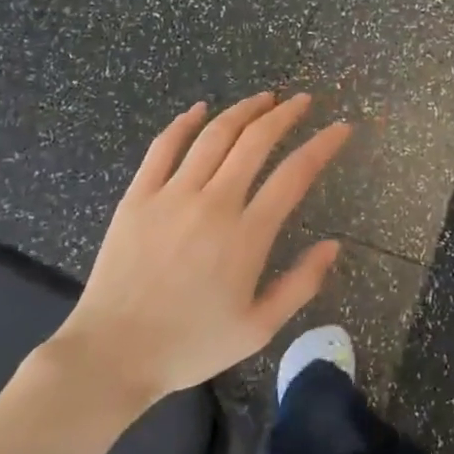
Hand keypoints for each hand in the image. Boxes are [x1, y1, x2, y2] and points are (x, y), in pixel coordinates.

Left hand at [51, 93, 350, 405]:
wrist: (113, 354)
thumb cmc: (190, 345)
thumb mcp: (258, 329)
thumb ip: (301, 284)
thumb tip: (333, 246)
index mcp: (247, 235)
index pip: (295, 174)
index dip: (322, 145)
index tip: (341, 128)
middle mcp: (214, 203)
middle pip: (256, 141)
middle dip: (285, 115)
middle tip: (303, 101)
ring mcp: (172, 195)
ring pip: (214, 136)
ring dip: (243, 111)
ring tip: (264, 98)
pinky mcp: (138, 196)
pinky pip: (163, 147)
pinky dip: (184, 123)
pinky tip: (199, 109)